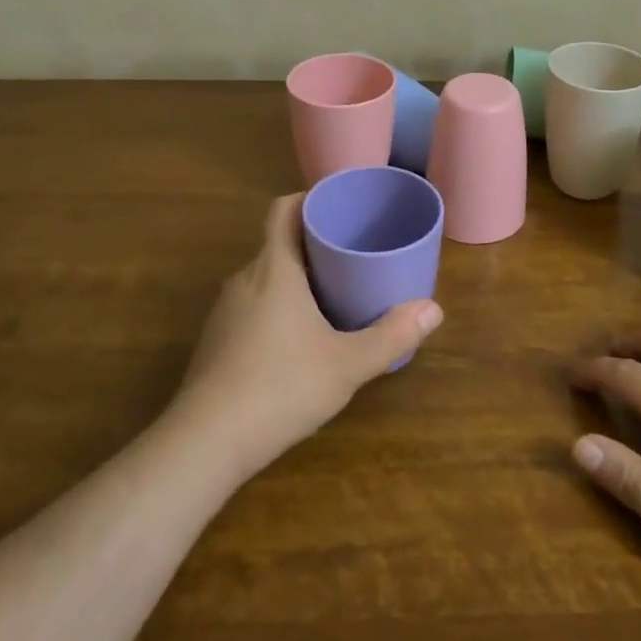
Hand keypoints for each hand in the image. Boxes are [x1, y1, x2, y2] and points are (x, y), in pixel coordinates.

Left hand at [174, 194, 442, 474]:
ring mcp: (225, 310)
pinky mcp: (216, 339)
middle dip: (314, 242)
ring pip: (265, 276)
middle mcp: (245, 279)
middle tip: (353, 253)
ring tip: (333, 292)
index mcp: (274, 268)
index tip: (340, 207)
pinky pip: (252, 304)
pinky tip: (298, 338)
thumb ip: (392, 336)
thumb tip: (434, 310)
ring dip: (296, 276)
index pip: (283, 209)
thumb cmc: (281, 387)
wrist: (205, 442)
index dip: (310, 199)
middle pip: (278, 242)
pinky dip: (277, 304)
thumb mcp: (347, 364)